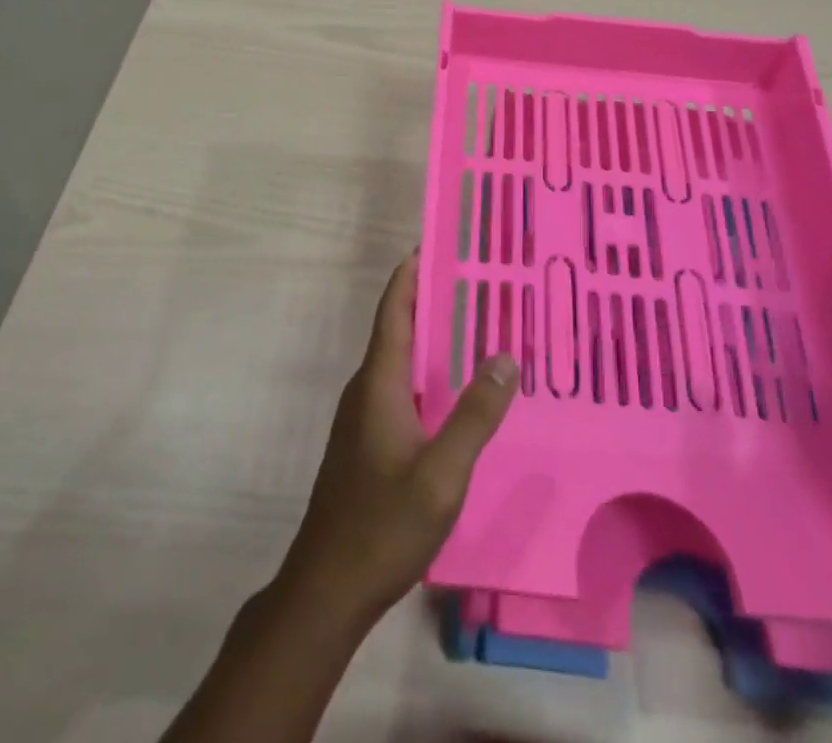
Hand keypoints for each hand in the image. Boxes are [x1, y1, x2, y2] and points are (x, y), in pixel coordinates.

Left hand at [280, 258, 517, 626]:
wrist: (327, 590)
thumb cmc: (382, 525)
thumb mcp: (441, 473)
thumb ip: (474, 416)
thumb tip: (504, 357)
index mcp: (379, 382)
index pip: (394, 308)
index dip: (413, 271)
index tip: (441, 242)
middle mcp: (368, 389)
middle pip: (400, 327)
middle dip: (435, 299)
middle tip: (482, 282)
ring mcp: (365, 418)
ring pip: (403, 361)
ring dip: (436, 339)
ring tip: (481, 327)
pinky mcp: (369, 443)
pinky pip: (404, 389)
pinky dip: (432, 374)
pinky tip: (461, 393)